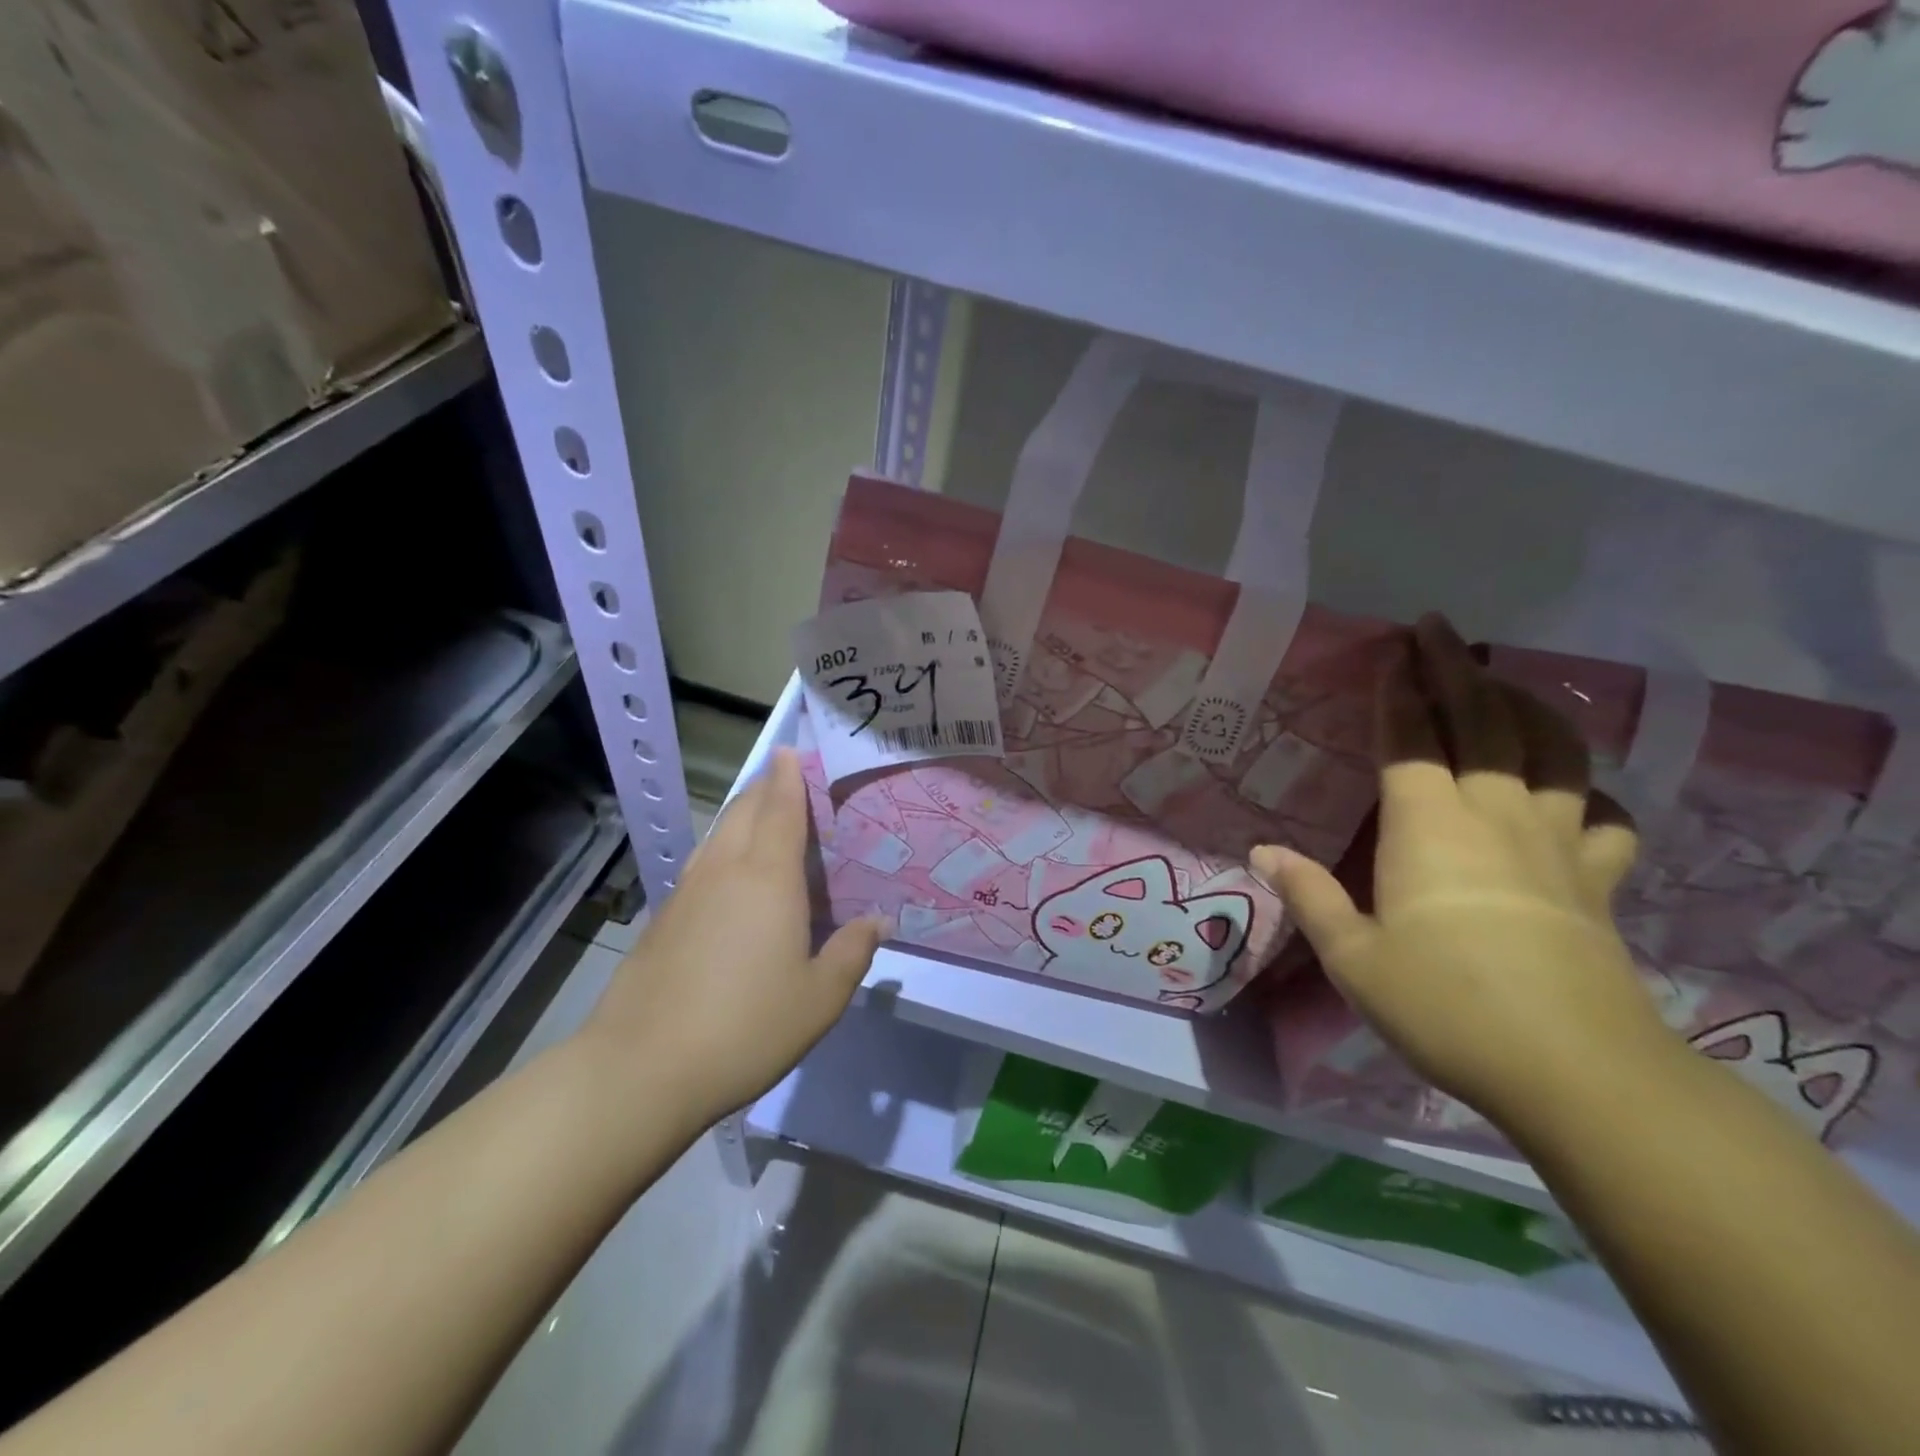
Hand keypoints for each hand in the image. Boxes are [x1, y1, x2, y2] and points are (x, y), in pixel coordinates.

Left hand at [578, 748, 883, 1125]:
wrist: (642, 1068)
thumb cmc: (746, 1027)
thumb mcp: (820, 998)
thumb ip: (852, 952)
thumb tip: (879, 920)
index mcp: (768, 878)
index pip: (780, 808)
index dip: (788, 776)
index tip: (792, 751)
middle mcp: (725, 870)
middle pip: (744, 810)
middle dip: (765, 787)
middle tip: (787, 781)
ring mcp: (687, 892)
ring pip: (717, 834)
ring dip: (741, 815)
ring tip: (761, 818)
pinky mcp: (663, 918)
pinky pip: (702, 863)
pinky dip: (723, 849)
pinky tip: (730, 877)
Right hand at [1253, 615, 1678, 1123]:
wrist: (1574, 1070)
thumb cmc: (1443, 1004)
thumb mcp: (1352, 957)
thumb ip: (1307, 895)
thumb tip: (1262, 850)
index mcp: (1427, 826)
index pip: (1409, 738)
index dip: (1398, 688)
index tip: (1391, 649)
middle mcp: (1494, 815)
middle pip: (1482, 721)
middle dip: (1457, 667)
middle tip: (1439, 630)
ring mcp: (1555, 843)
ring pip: (1552, 751)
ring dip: (1528, 706)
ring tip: (1505, 685)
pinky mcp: (1597, 879)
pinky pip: (1601, 817)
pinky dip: (1586, 792)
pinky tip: (1572, 793)